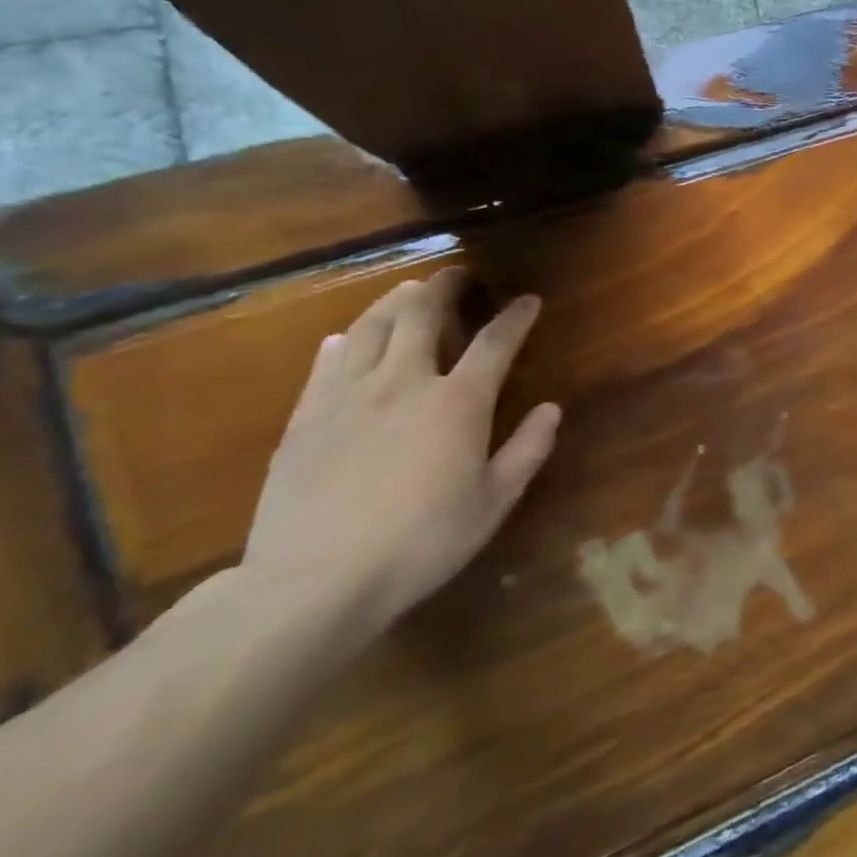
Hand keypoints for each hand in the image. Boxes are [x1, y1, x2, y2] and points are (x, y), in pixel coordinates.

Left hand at [240, 267, 560, 639]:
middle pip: (422, 315)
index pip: (495, 343)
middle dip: (444, 287)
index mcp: (458, 402)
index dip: (515, 317)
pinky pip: (326, 362)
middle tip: (456, 274)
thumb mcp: (494, 502)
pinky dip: (344, 341)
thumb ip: (527, 450)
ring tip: (408, 291)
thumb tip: (551, 409)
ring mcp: (347, 396)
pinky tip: (345, 338)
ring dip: (394, 302)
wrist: (314, 581)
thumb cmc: (421, 543)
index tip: (528, 299)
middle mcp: (403, 383)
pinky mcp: (305, 417)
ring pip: (370, 327)